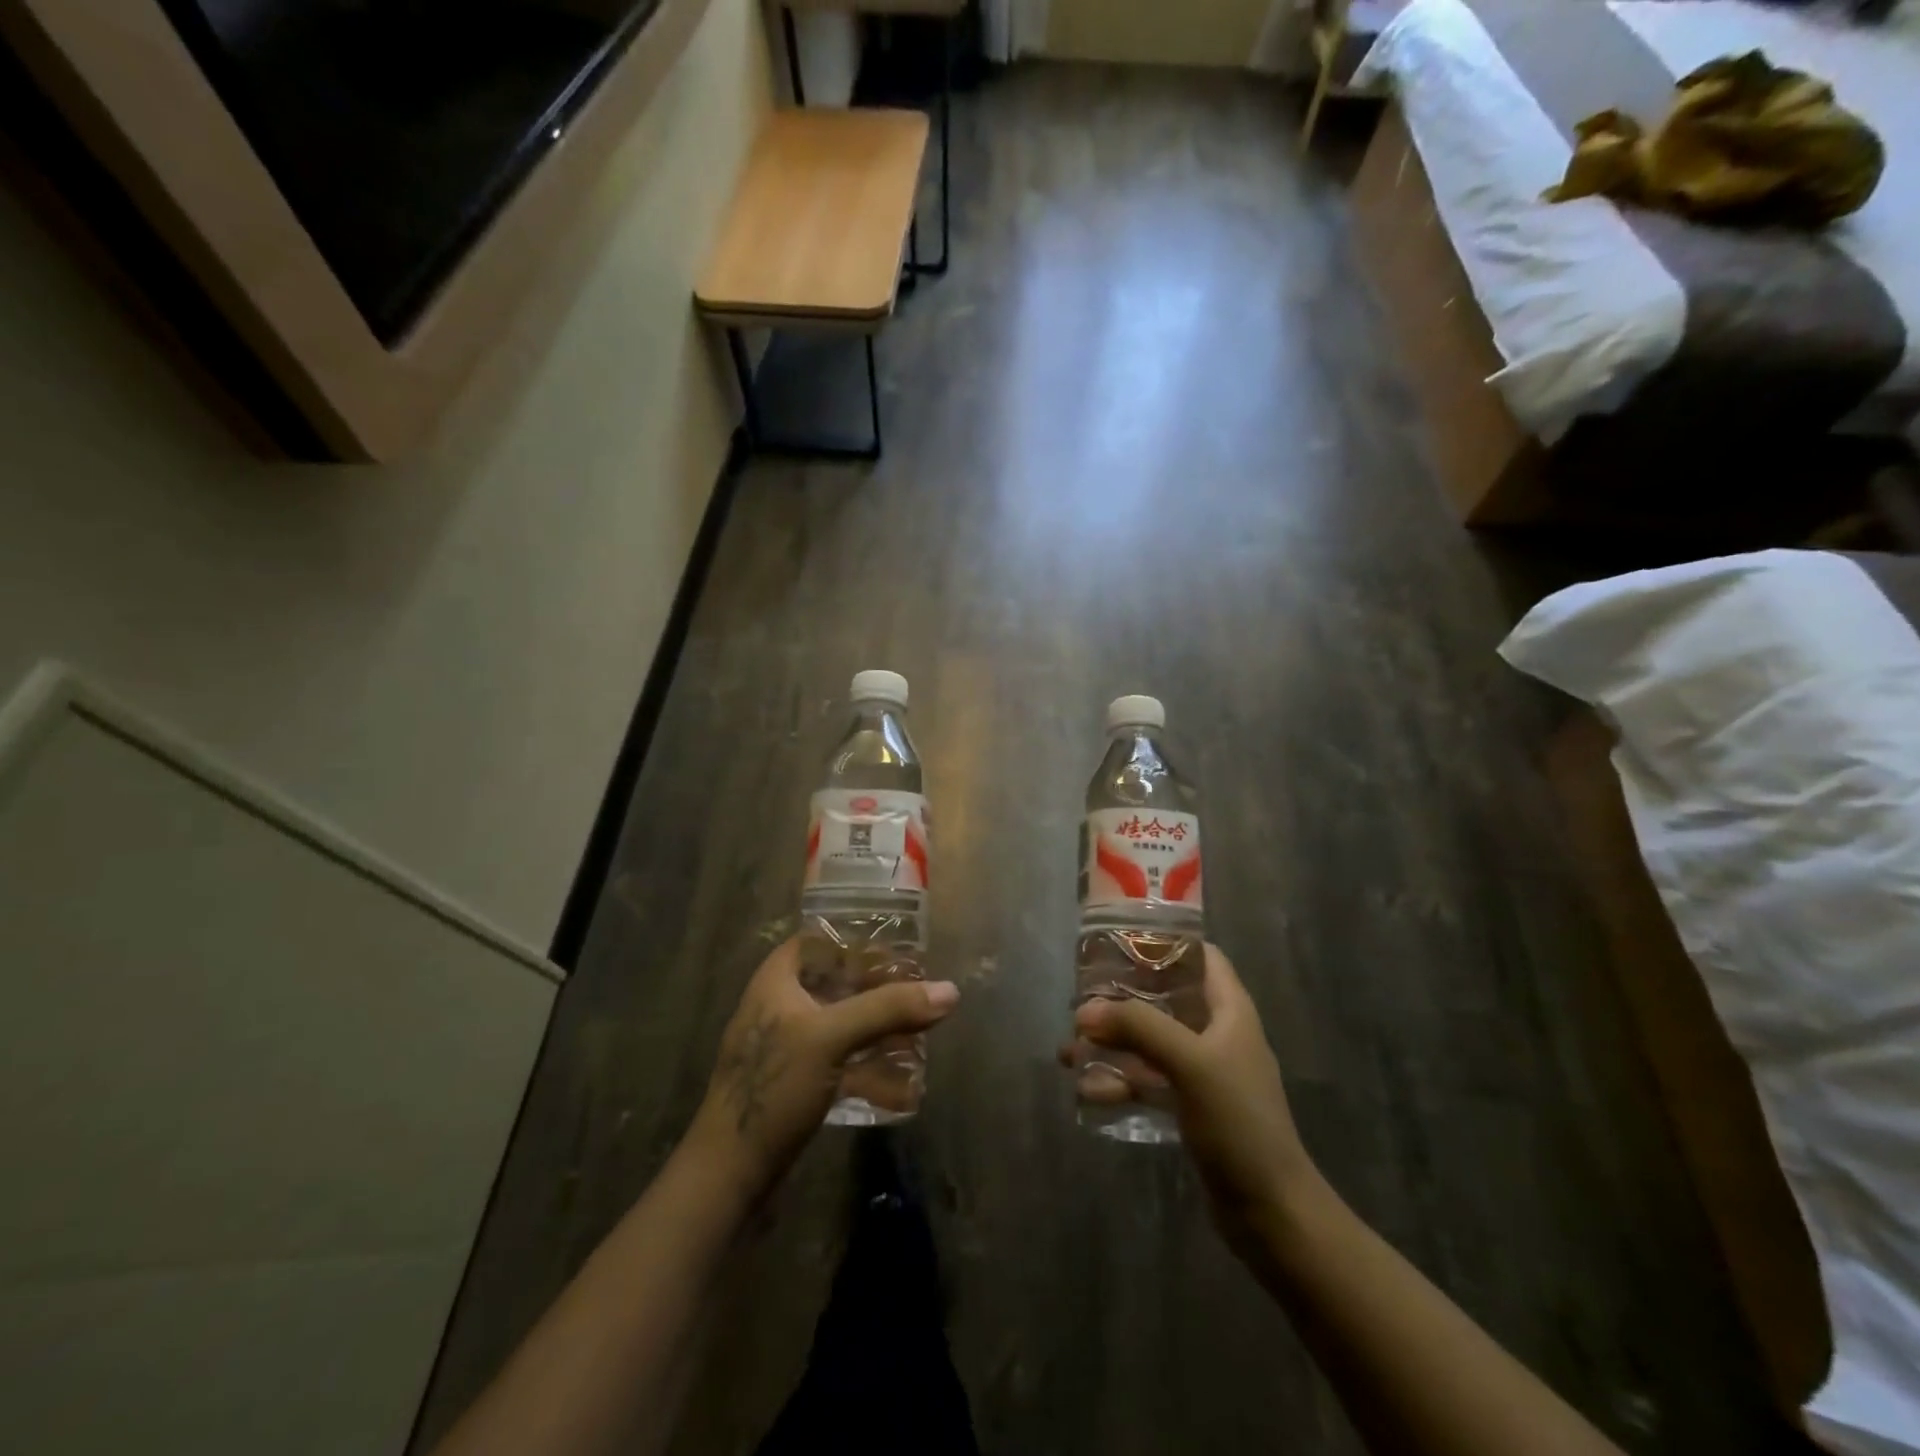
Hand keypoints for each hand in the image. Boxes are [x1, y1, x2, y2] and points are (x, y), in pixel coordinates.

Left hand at [685, 939, 959, 1202]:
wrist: (728, 1176)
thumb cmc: (773, 1088)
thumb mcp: (831, 1038)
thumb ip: (888, 1009)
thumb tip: (950, 990)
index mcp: (776, 982)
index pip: (818, 941)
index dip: (855, 939)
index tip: (898, 948)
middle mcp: (780, 1007)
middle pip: (835, 983)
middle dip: (877, 989)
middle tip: (919, 991)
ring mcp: (787, 1049)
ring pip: (841, 1025)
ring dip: (878, 1030)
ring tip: (920, 1035)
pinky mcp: (796, 1085)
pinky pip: (840, 1063)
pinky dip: (869, 1068)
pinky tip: (903, 1086)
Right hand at [1061, 944, 1321, 1247]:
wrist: (1271, 1211)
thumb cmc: (1239, 1122)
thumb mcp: (1190, 1063)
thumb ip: (1139, 1027)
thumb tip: (1085, 1010)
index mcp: (1230, 1010)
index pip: (1201, 956)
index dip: (1164, 943)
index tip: (1119, 942)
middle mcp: (1217, 1033)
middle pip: (1166, 998)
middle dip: (1122, 998)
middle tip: (1081, 999)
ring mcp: (1204, 1072)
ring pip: (1150, 1042)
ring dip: (1113, 1043)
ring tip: (1069, 1051)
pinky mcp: (1191, 1106)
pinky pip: (1148, 1080)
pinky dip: (1120, 1081)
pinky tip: (1087, 1091)